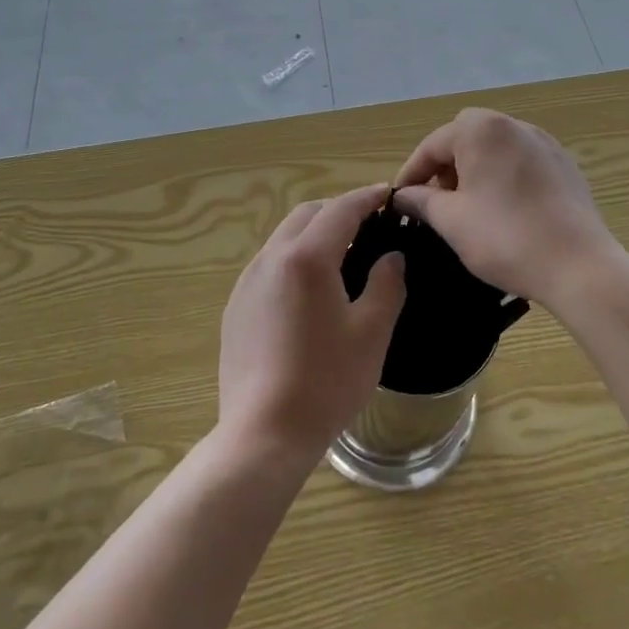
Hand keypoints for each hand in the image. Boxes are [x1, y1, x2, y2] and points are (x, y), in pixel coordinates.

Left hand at [218, 185, 406, 470]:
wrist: (263, 434)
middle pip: (307, 215)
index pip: (341, 209)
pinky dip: (295, 259)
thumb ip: (386, 284)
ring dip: (314, 234)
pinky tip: (310, 291)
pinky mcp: (236, 306)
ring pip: (284, 237)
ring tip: (342, 255)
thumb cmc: (326, 382)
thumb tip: (392, 257)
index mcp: (307, 258)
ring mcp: (248, 282)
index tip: (387, 194)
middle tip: (368, 225)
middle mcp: (271, 258)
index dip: (367, 198)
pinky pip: (270, 265)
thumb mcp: (371, 333)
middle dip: (338, 211)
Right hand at [393, 109, 621, 315]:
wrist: (579, 266)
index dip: (412, 173)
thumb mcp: (451, 221)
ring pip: (495, 146)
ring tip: (468, 206)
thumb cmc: (505, 238)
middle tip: (437, 199)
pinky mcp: (564, 164)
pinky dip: (503, 175)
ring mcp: (543, 142)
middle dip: (446, 164)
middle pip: (465, 135)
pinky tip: (504, 209)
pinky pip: (521, 160)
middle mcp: (513, 125)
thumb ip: (422, 201)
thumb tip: (403, 195)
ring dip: (475, 168)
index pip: (433, 144)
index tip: (400, 200)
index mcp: (481, 130)